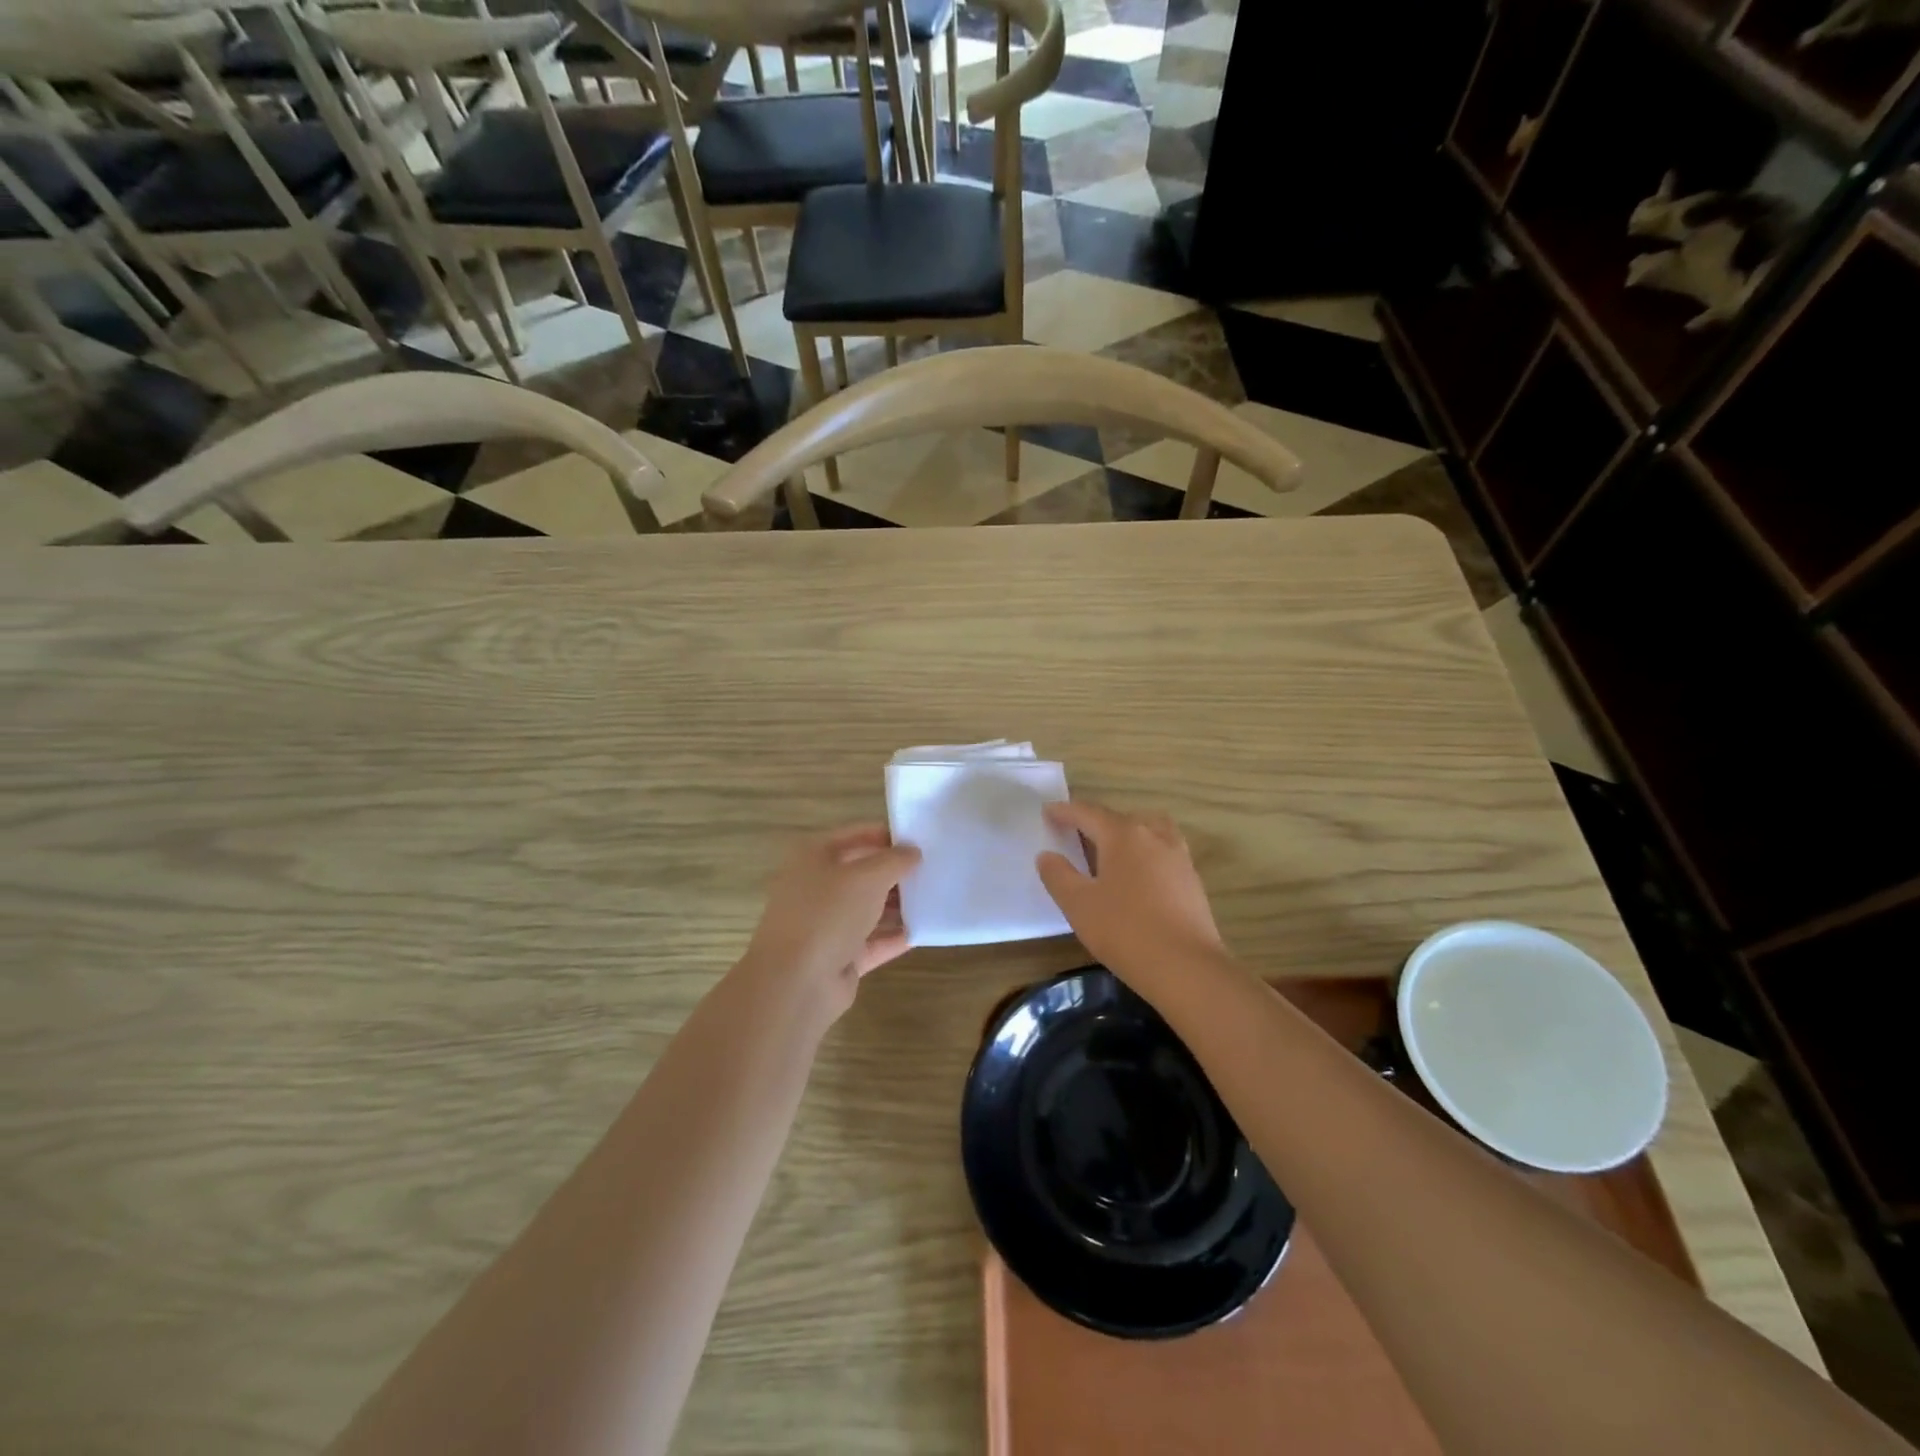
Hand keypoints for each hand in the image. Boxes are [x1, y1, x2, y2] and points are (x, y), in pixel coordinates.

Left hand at [740, 824, 920, 1016]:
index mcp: (813, 857)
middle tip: (933, 869)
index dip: (886, 835)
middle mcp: (817, 888)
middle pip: (862, 873)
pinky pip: (873, 941)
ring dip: (898, 904)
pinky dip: (896, 936)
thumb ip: (895, 860)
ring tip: (935, 897)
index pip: (855, 835)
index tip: (921, 838)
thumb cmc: (828, 913)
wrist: (797, 982)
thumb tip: (913, 851)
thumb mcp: (867, 877)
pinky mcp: (839, 957)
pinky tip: (925, 929)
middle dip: (895, 872)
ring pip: (868, 908)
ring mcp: (826, 924)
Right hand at [1036, 801, 1227, 989]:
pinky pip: (1163, 852)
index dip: (1065, 811)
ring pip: (1149, 830)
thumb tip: (1047, 855)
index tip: (1048, 811)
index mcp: (1122, 835)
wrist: (1186, 967)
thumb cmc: (1125, 931)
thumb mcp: (1079, 905)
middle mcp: (1153, 835)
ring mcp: (1178, 856)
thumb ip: (1058, 875)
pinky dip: (1145, 853)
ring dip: (1127, 833)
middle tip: (1076, 834)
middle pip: (1120, 818)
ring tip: (1111, 851)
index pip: (1088, 813)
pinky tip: (1137, 877)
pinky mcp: (1192, 879)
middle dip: (1096, 822)